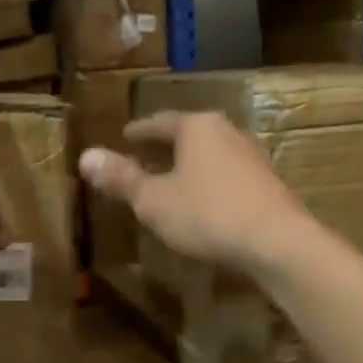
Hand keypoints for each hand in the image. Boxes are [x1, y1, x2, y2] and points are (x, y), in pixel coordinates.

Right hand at [78, 110, 310, 273]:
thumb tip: (86, 156)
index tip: (126, 135)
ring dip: (192, 164)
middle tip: (147, 153)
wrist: (276, 240)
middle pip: (190, 133)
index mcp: (197, 127)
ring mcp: (252, 156)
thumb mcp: (154, 201)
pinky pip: (229, 174)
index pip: (160, 122)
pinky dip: (211, 181)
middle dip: (168, 144)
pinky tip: (206, 200)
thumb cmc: (207, 214)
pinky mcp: (268, 182)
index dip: (140, 131)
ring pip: (212, 153)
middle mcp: (227, 132)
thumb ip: (122, 179)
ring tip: (175, 176)